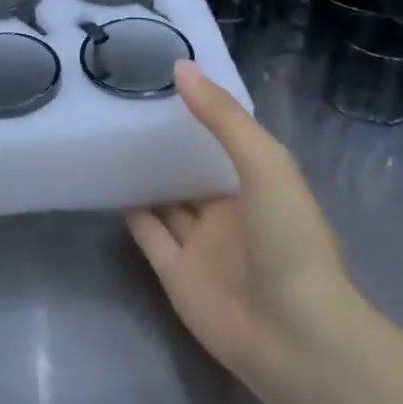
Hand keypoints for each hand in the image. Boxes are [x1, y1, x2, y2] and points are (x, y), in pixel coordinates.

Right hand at [126, 61, 356, 396]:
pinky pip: (149, 236)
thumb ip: (222, 118)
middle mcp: (229, 211)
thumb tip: (180, 67)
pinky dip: (132, 213)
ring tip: (110, 138)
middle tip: (123, 105)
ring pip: (167, 201)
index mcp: (257, 184)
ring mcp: (202, 245)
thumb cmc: (288, 239)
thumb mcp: (264, 164)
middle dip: (166, 144)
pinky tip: (110, 184)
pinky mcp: (175, 275)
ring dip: (146, 175)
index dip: (198, 112)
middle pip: (191, 171)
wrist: (293, 336)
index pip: (223, 140)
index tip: (160, 78)